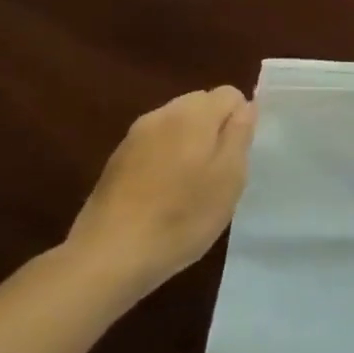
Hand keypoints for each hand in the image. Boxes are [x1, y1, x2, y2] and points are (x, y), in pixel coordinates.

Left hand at [66, 86, 256, 297]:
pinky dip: (166, 160)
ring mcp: (133, 138)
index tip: (238, 156)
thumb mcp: (230, 176)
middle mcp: (161, 115)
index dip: (241, 121)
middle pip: (201, 105)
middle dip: (215, 129)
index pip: (230, 94)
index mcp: (193, 114)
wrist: (108, 258)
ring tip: (191, 186)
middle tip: (219, 171)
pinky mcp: (115, 162)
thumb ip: (240, 133)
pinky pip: (155, 146)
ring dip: (190, 145)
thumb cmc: (182, 215)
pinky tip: (163, 195)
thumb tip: (245, 106)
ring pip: (177, 126)